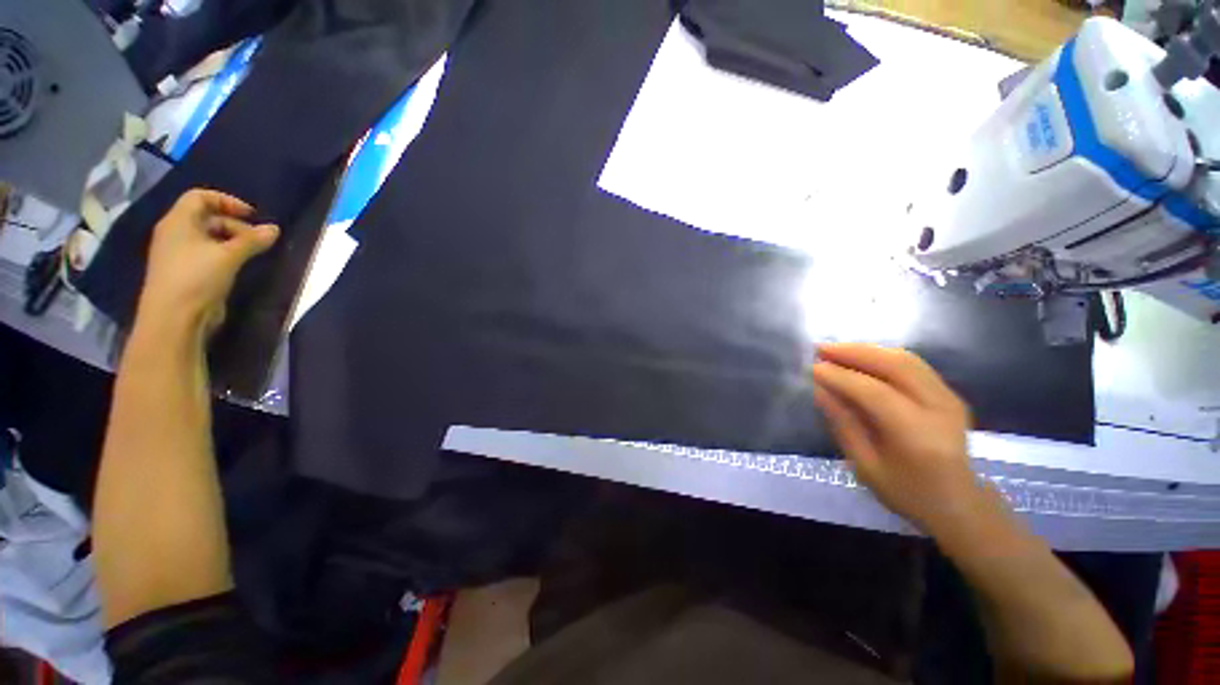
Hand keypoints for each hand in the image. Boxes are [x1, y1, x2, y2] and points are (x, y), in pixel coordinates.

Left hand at [137, 190, 278, 335]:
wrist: (174, 318)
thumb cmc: (197, 278)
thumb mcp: (229, 256)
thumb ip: (252, 240)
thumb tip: (275, 229)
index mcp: (178, 222)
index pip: (200, 197)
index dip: (226, 201)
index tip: (252, 215)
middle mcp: (175, 233)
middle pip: (206, 217)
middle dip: (234, 225)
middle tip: (258, 240)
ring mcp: (178, 254)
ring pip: (208, 237)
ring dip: (232, 241)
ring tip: (252, 253)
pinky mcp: (185, 272)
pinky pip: (206, 253)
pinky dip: (224, 254)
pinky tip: (238, 265)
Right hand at [811, 343, 982, 532]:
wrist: (958, 503)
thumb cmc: (905, 492)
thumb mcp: (865, 465)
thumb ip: (843, 424)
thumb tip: (819, 389)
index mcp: (918, 436)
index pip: (875, 393)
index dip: (840, 377)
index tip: (811, 368)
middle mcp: (939, 409)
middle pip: (895, 365)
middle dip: (854, 352)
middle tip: (820, 349)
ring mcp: (949, 398)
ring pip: (905, 359)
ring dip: (867, 350)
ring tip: (835, 350)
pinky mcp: (949, 392)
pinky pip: (912, 364)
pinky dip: (882, 355)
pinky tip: (860, 358)